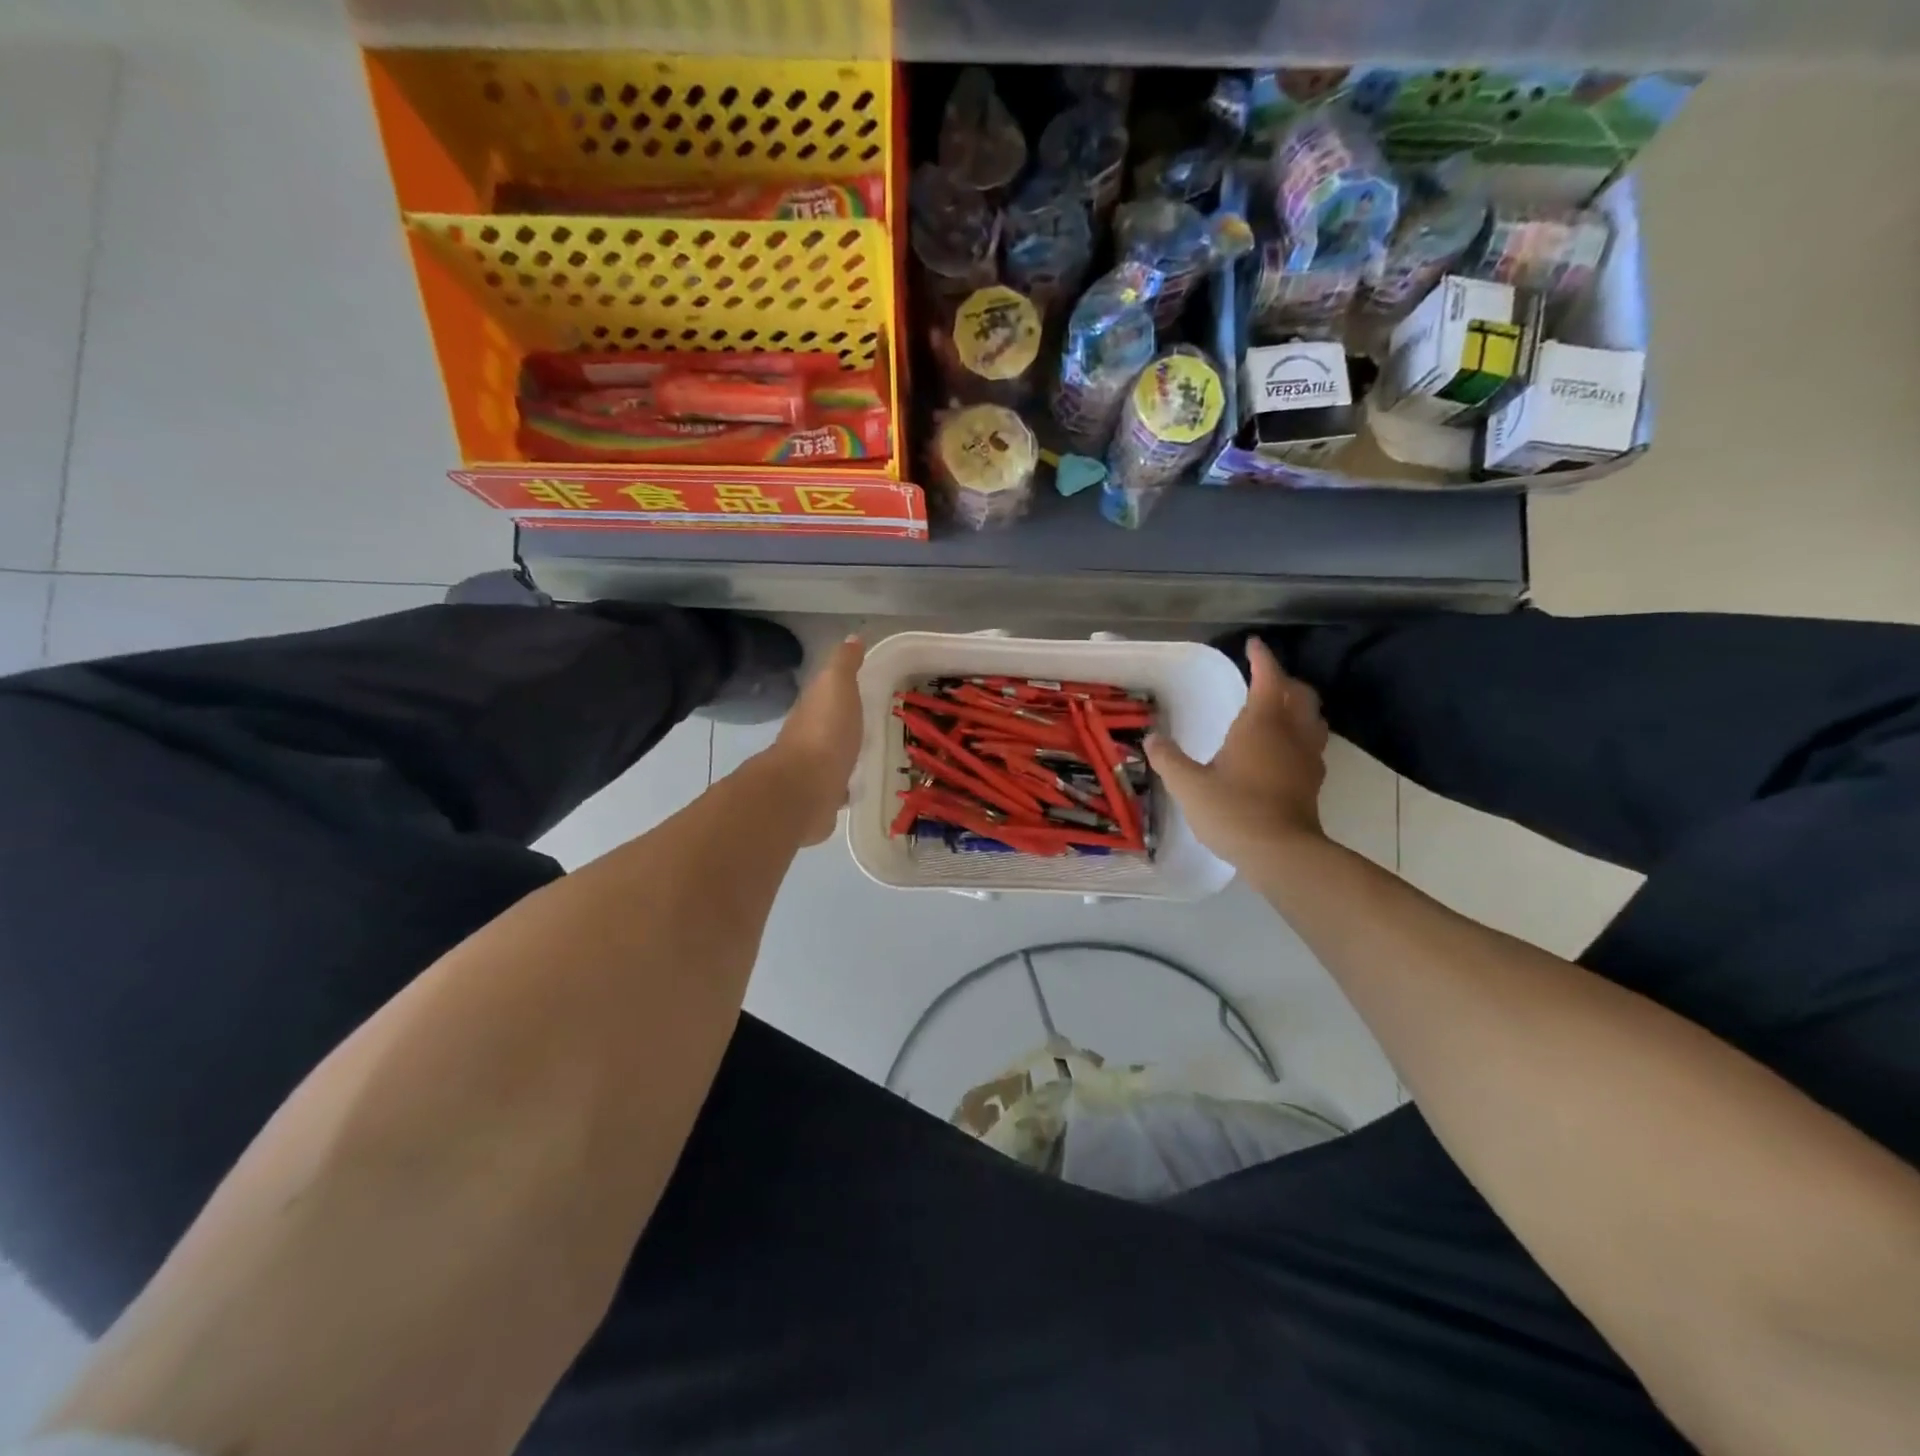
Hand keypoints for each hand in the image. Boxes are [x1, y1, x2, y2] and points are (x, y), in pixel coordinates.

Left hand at [769, 635, 866, 844]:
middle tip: (874, 722)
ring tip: (870, 755)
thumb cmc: (825, 733)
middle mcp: (808, 739)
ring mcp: (812, 772)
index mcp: (812, 709)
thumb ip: (843, 664)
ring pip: (832, 758)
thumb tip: (851, 637)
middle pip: (829, 726)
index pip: (827, 694)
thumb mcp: (837, 686)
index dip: (843, 689)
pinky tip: (857, 789)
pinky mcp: (820, 801)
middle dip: (845, 724)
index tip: (866, 686)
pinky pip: (835, 789)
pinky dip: (843, 787)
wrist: (804, 790)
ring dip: (844, 755)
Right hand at [1146, 637, 1328, 866]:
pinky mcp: (1313, 782)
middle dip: (1285, 681)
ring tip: (1279, 712)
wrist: (1280, 853)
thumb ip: (1169, 759)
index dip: (1262, 658)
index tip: (1253, 644)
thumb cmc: (1233, 810)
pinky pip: (1312, 745)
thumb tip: (1152, 738)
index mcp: (1261, 724)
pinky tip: (1283, 751)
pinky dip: (1300, 736)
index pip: (1268, 678)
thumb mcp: (1188, 785)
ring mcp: (1308, 758)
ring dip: (1299, 708)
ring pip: (1313, 719)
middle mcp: (1291, 733)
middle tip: (1265, 680)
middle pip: (1301, 694)